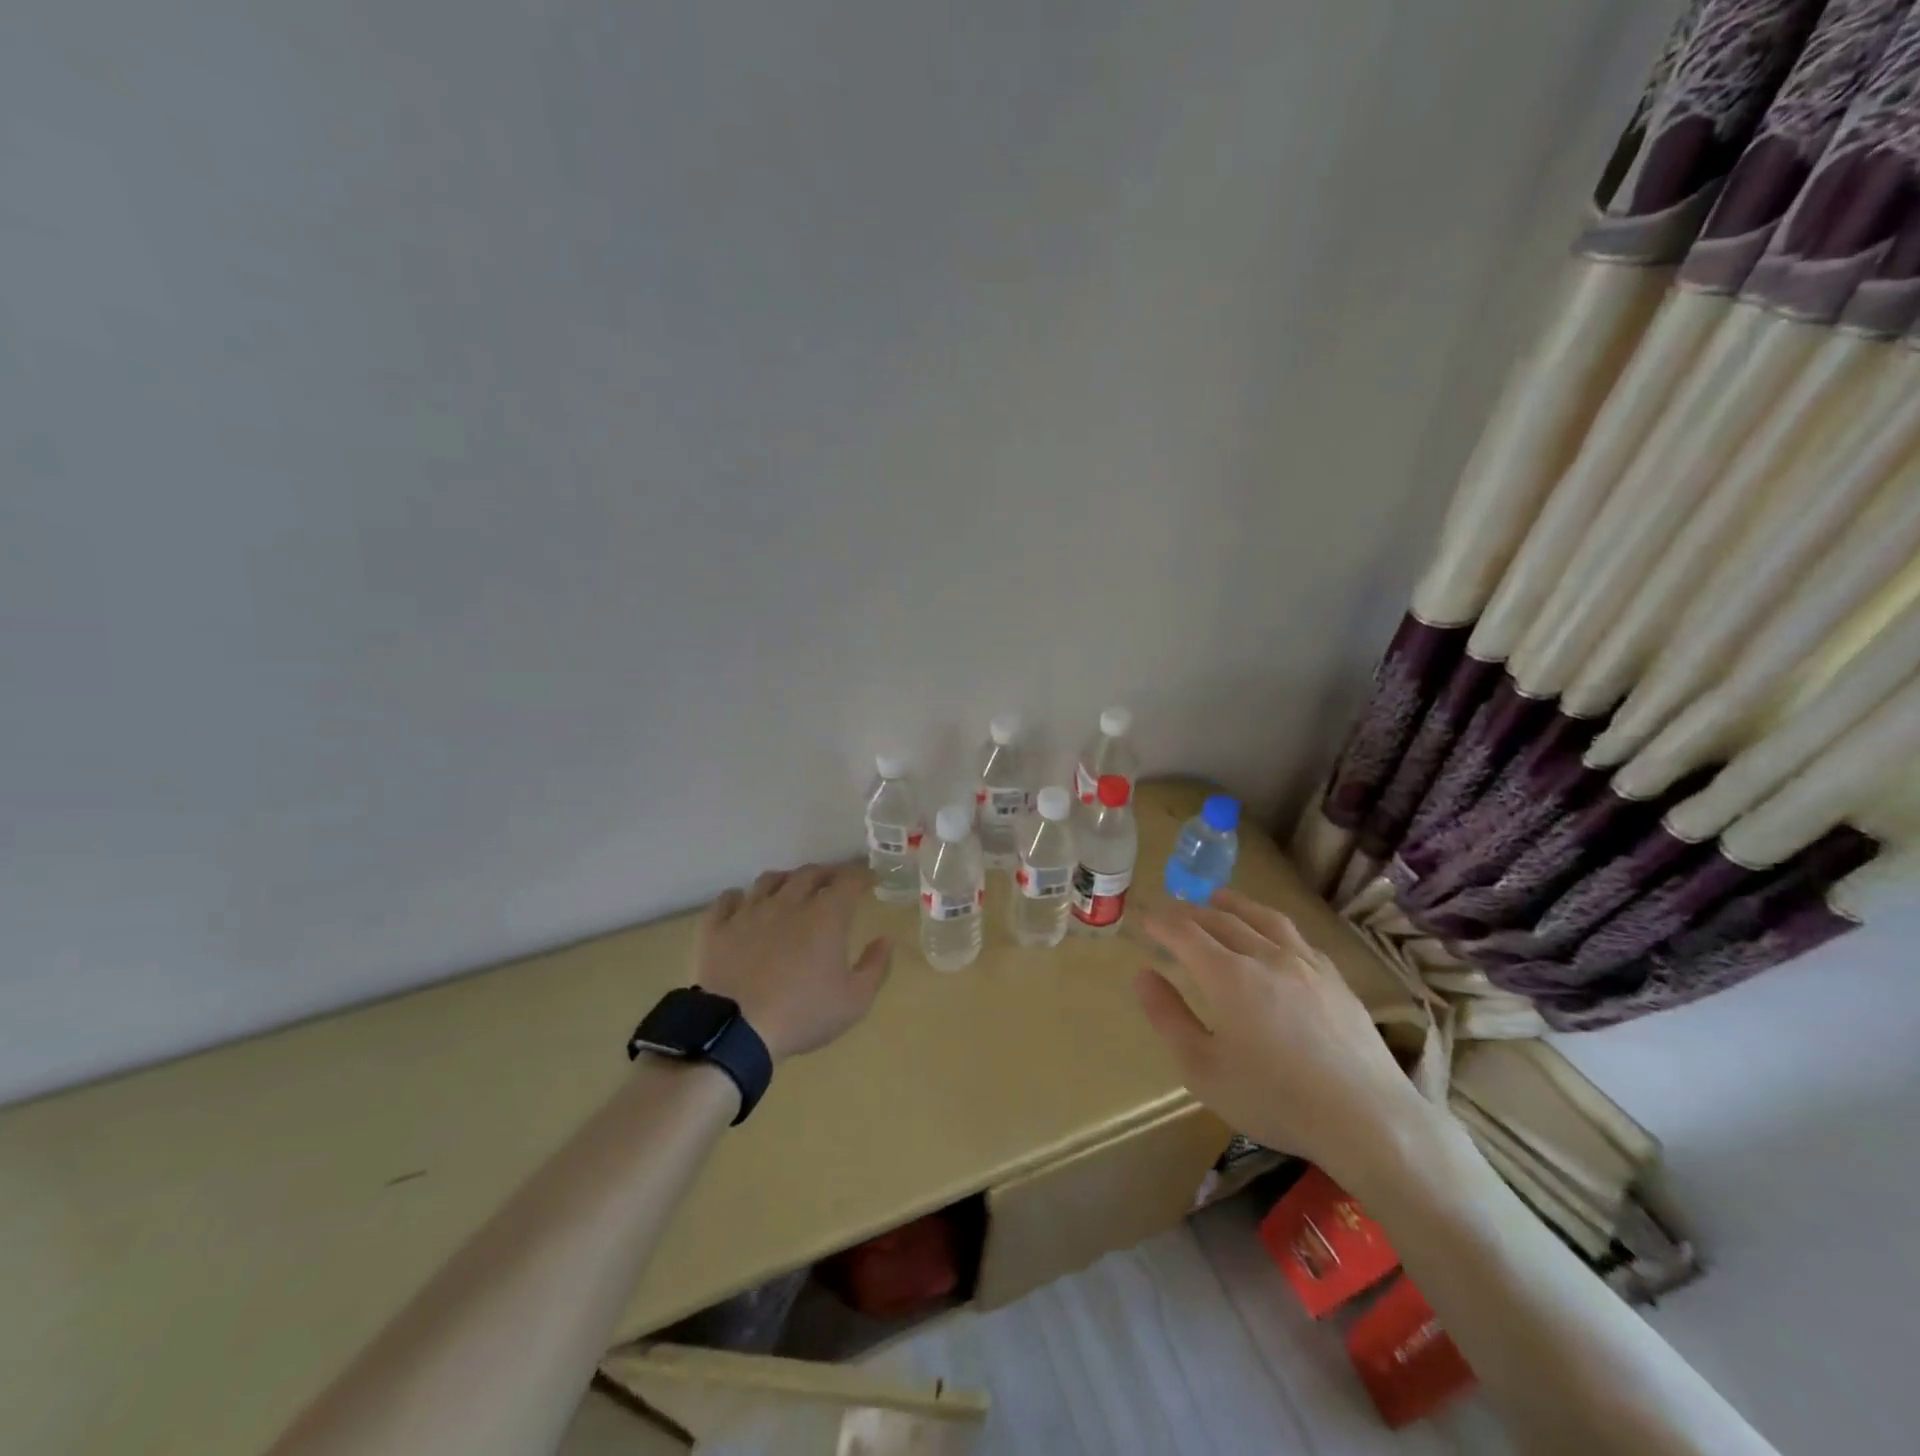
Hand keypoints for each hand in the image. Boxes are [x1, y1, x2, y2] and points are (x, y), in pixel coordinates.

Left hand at [694, 863, 892, 1063]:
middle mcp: (788, 902)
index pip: (848, 880)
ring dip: (786, 880)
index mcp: (825, 915)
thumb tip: (886, 939)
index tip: (870, 880)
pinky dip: (739, 897)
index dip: (862, 875)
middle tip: (834, 883)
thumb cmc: (803, 1015)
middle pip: (809, 873)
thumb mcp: (854, 1000)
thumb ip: (875, 966)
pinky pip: (727, 899)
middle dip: (826, 873)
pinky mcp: (717, 928)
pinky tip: (744, 905)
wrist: (736, 1032)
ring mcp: (749, 912)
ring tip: (791, 889)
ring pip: (769, 880)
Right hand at [1135, 889, 1436, 1188]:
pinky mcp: (1336, 979)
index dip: (1162, 923)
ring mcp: (1306, 964)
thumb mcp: (1203, 1070)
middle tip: (1172, 910)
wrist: (1368, 1119)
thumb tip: (1143, 974)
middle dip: (1191, 911)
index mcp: (1228, 976)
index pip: (1186, 933)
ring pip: (1263, 918)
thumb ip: (1168, 1018)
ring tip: (1219, 898)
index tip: (1145, 919)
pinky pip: (1297, 937)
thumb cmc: (1275, 1099)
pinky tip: (1274, 935)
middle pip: (1222, 919)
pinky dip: (1272, 925)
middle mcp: (1265, 956)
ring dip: (1235, 904)